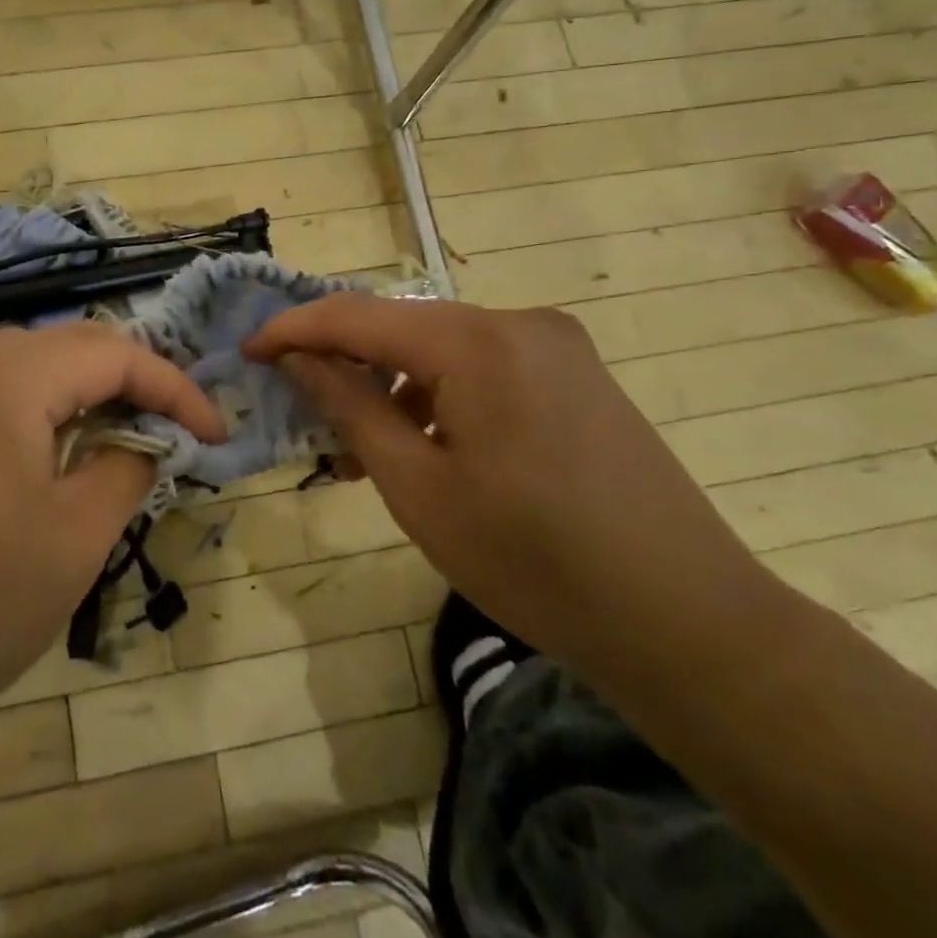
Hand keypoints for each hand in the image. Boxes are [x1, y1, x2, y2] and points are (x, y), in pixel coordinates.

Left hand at [0, 322, 224, 775]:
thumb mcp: (75, 538)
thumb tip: (146, 440)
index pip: (115, 353)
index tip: (214, 433)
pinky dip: (38, 411)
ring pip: (28, 368)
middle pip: (70, 347)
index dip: (175, 387)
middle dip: (132, 380)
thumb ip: (126, 467)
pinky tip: (48, 454)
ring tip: (122, 435)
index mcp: (9, 378)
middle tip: (174, 427)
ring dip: (84, 393)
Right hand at [243, 294, 773, 677]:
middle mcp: (518, 321)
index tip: (248, 349)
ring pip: (441, 348)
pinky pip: (483, 366)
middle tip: (304, 413)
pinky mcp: (577, 374)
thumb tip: (299, 358)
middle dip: (345, 363)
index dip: (294, 329)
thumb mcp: (417, 487)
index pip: (357, 315)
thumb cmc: (533, 560)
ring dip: (393, 386)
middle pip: (402, 327)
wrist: (688, 622)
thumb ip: (350, 407)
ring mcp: (556, 345)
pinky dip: (440, 395)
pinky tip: (429, 447)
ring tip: (366, 451)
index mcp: (477, 341)